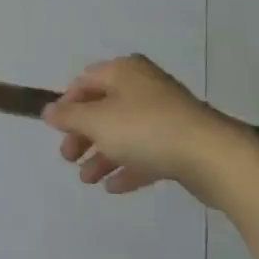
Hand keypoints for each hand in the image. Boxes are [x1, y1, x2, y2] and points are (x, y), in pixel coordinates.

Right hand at [42, 55, 229, 197]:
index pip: (85, 81)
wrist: (211, 156)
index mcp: (124, 71)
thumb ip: (69, 116)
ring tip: (87, 180)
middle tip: (68, 158)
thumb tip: (48, 110)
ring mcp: (165, 114)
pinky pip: (146, 151)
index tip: (55, 130)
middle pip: (104, 107)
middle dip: (83, 134)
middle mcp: (144, 86)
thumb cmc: (145, 129)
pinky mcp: (180, 142)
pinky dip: (127, 166)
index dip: (66, 104)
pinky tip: (113, 187)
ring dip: (102, 154)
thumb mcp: (97, 121)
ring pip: (124, 132)